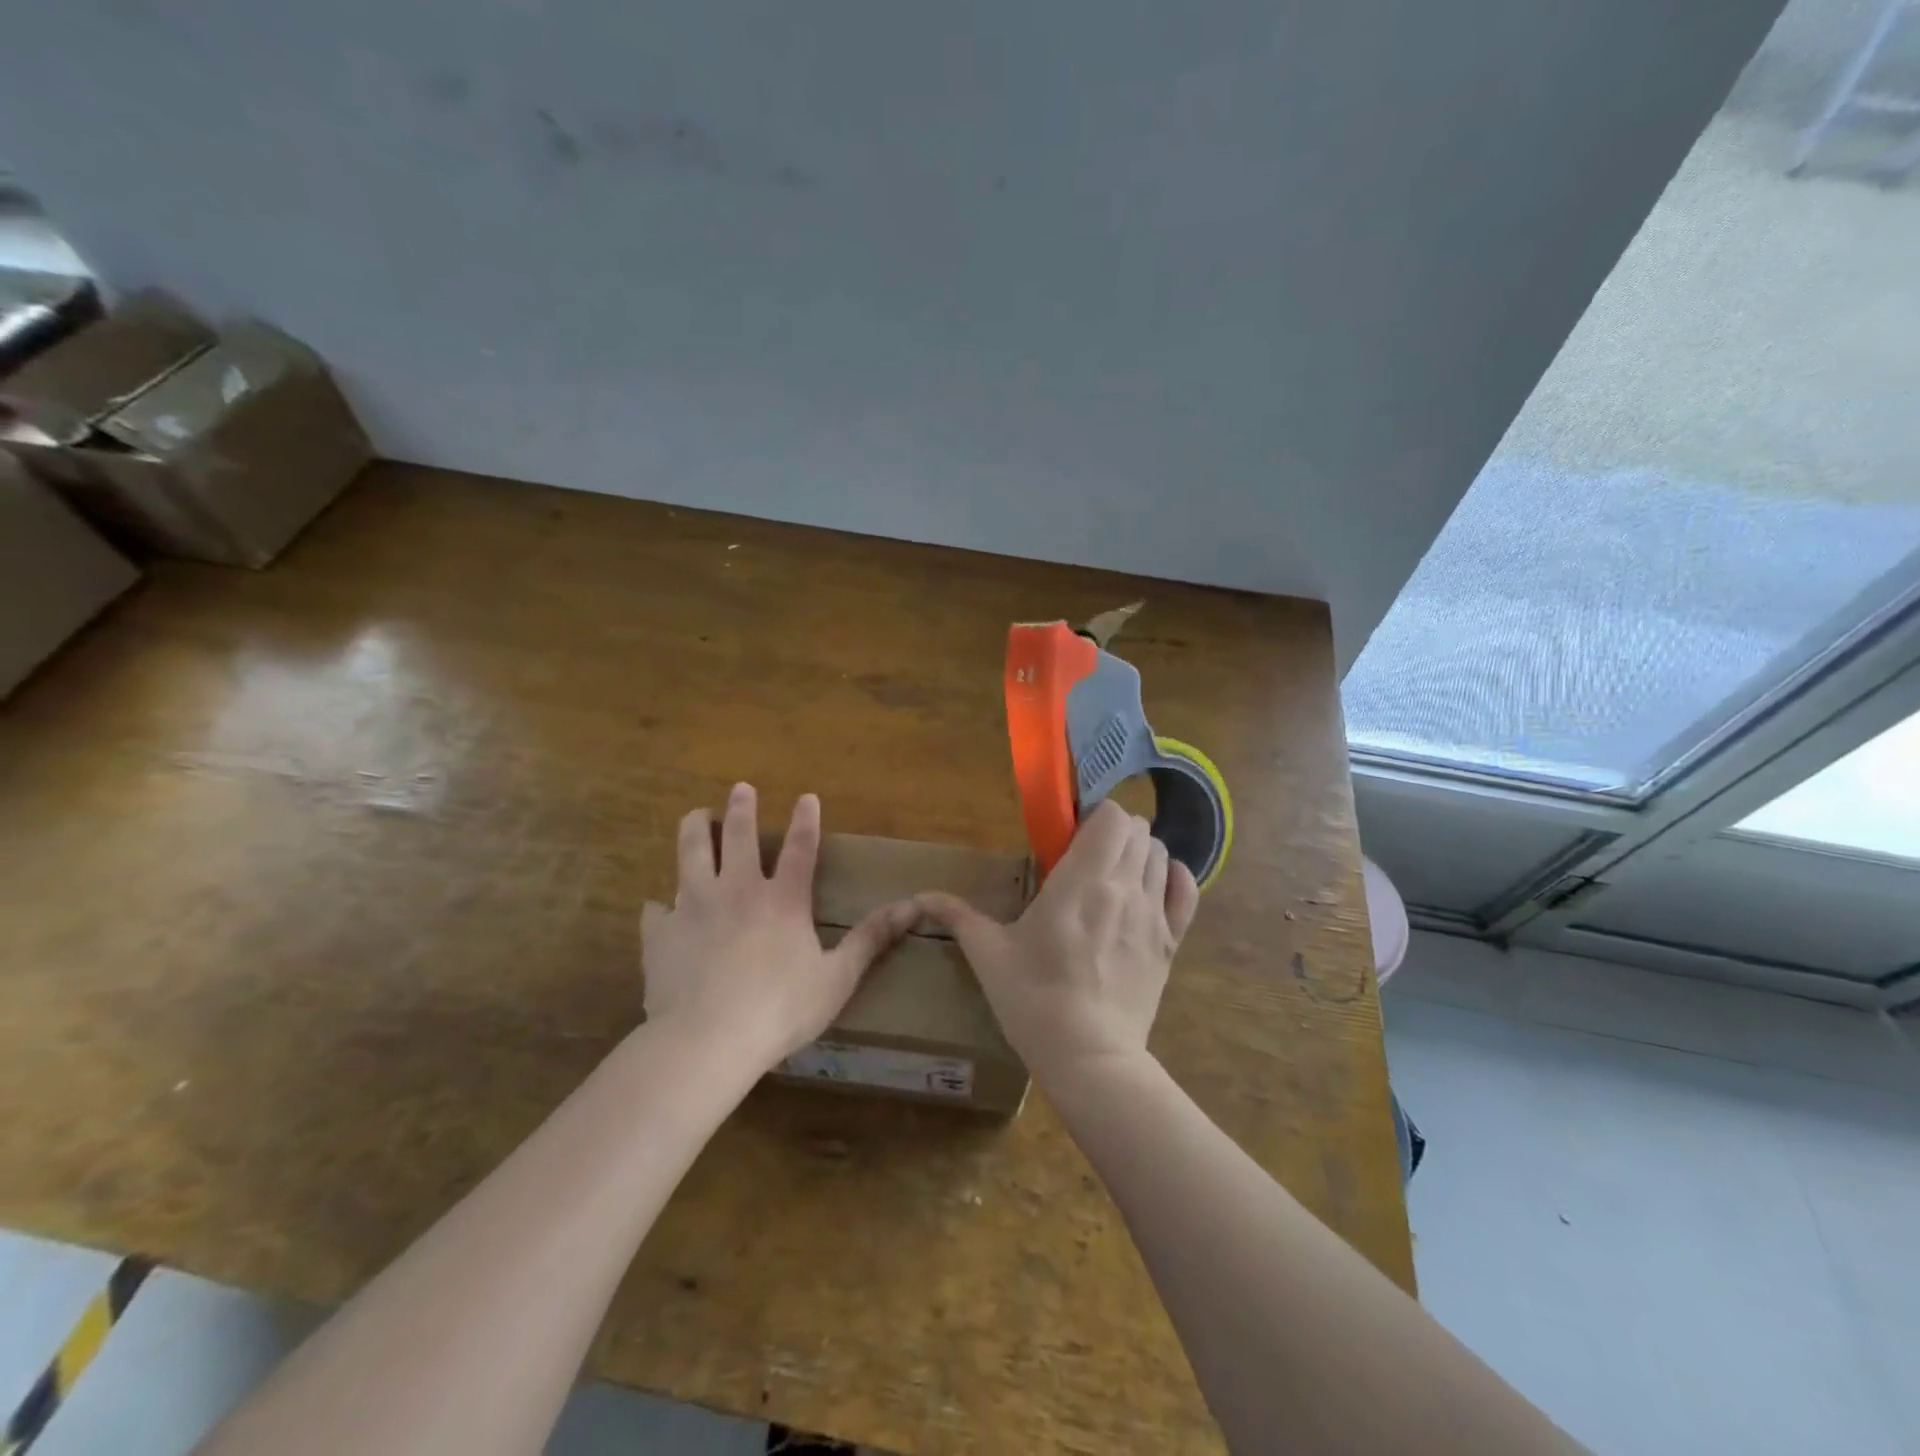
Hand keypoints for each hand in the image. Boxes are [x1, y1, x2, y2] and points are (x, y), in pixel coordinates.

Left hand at [640, 784, 918, 1070]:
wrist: (706, 1040)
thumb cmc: (780, 1009)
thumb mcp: (837, 978)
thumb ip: (871, 939)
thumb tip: (913, 907)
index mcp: (783, 900)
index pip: (800, 848)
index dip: (806, 820)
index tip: (807, 795)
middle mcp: (737, 890)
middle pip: (738, 836)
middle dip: (742, 808)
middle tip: (741, 788)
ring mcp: (694, 907)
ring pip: (691, 853)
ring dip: (696, 829)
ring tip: (697, 815)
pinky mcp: (661, 933)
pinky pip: (656, 910)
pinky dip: (660, 907)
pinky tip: (658, 908)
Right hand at [916, 800, 1199, 1084]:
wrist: (1089, 1058)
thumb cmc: (1033, 1000)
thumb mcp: (989, 955)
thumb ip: (958, 917)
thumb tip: (920, 897)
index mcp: (1081, 880)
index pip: (1111, 816)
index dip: (1095, 816)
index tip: (1071, 834)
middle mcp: (1124, 886)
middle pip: (1138, 829)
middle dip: (1114, 832)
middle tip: (1088, 855)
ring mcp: (1153, 914)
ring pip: (1160, 855)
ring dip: (1139, 853)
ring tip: (1114, 875)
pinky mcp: (1171, 942)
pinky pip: (1186, 892)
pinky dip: (1174, 878)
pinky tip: (1153, 887)